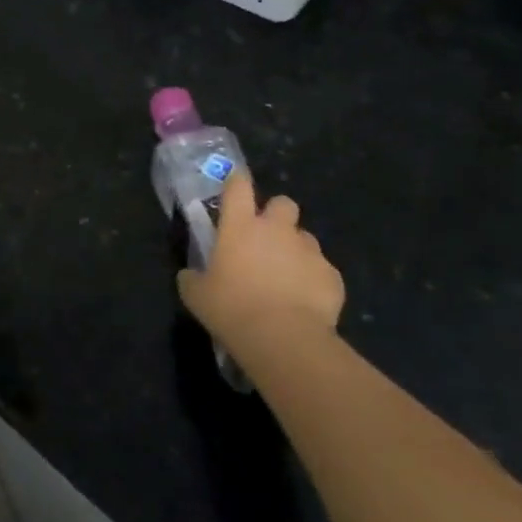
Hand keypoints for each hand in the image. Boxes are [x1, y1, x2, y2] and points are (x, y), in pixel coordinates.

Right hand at [178, 170, 343, 340]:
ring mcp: (308, 250)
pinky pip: (322, 270)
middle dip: (276, 215)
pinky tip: (304, 302)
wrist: (284, 339)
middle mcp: (277, 229)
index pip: (238, 186)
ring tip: (286, 277)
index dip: (236, 183)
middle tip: (265, 239)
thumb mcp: (196, 296)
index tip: (234, 188)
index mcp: (240, 226)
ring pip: (305, 237)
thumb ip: (192, 278)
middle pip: (282, 203)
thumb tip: (190, 275)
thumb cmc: (232, 309)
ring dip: (295, 250)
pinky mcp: (332, 275)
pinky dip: (313, 280)